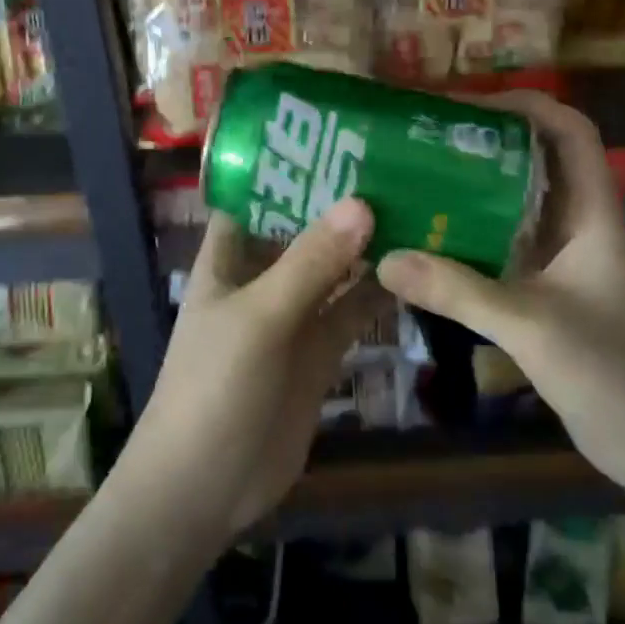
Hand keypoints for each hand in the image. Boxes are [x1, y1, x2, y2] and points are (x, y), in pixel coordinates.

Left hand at [118, 198, 389, 545]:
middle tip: (398, 164)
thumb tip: (362, 202)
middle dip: (342, 203)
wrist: (205, 488)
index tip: (339, 135)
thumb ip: (311, 263)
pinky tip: (416, 269)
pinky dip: (378, 293)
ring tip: (419, 206)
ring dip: (367, 246)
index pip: (256, 195)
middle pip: (303, 229)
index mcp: (229, 258)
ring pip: (334, 270)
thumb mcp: (260, 318)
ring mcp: (292, 317)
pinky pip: (352, 312)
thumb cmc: (213, 388)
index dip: (290, 166)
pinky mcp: (318, 354)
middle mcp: (261, 279)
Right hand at [375, 92, 624, 483]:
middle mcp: (580, 230)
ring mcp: (566, 266)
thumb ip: (460, 291)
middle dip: (484, 146)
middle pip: (536, 165)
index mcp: (594, 215)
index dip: (525, 105)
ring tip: (414, 184)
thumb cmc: (617, 375)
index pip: (570, 133)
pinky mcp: (550, 299)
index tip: (464, 105)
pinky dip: (470, 244)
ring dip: (472, 195)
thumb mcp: (533, 326)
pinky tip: (428, 249)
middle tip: (422, 142)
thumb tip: (387, 258)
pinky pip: (505, 255)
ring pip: (517, 211)